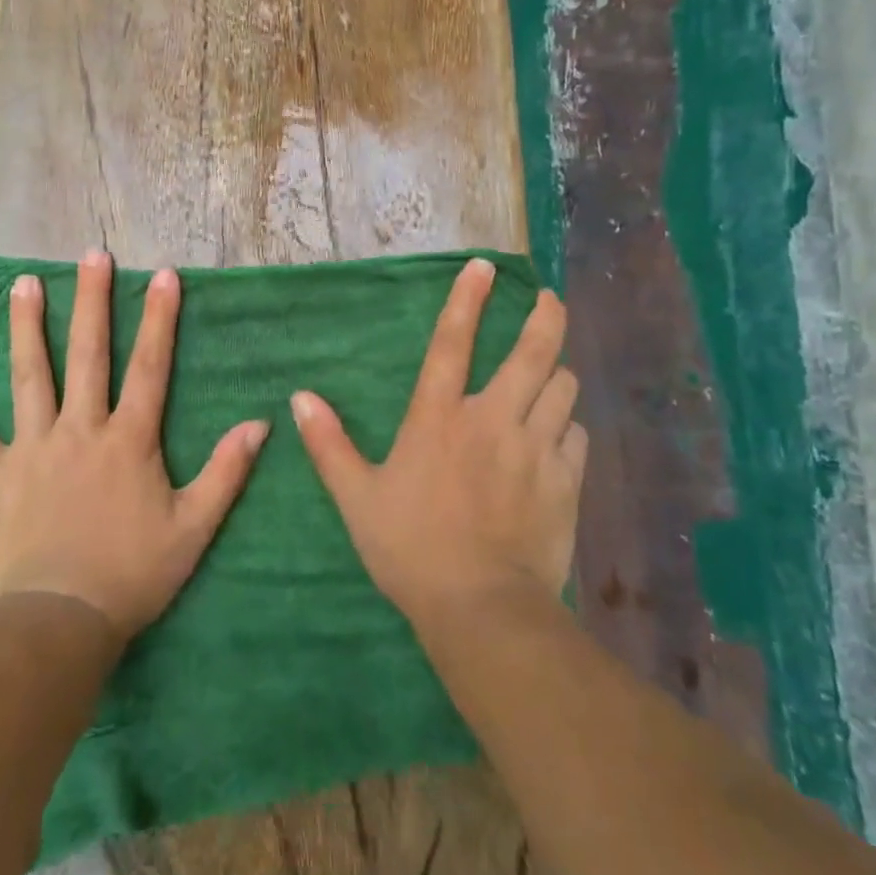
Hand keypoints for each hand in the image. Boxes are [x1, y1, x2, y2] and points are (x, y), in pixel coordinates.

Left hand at [0, 251, 268, 639]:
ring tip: (23, 284)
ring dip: (27, 329)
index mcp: (128, 439)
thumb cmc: (132, 574)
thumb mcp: (194, 527)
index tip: (164, 275)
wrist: (59, 624)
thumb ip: (226, 472)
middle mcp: (80, 430)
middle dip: (91, 301)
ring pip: (30, 378)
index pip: (150, 366)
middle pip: (86, 355)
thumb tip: (261, 424)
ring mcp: (33, 449)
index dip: (159, 319)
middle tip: (91, 255)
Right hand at [293, 258, 585, 631]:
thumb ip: (328, 444)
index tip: (484, 266)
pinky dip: (567, 426)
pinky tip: (558, 436)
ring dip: (557, 374)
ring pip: (563, 389)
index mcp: (439, 417)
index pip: (452, 342)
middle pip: (533, 352)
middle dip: (545, 318)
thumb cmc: (411, 548)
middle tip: (549, 300)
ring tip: (551, 373)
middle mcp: (492, 419)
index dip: (467, 299)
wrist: (481, 609)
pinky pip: (576, 436)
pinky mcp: (566, 481)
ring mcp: (535, 448)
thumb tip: (300, 398)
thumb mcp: (357, 498)